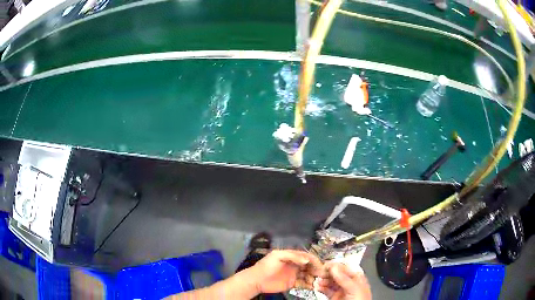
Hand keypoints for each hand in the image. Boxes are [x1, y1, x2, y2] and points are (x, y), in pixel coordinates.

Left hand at [244, 250, 323, 293]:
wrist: (256, 280)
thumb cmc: (266, 266)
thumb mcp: (277, 256)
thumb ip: (292, 256)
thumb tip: (306, 260)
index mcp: (291, 257)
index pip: (306, 257)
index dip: (314, 260)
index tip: (321, 266)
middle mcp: (295, 265)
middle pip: (309, 266)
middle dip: (316, 269)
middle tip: (322, 275)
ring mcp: (294, 274)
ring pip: (308, 275)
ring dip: (314, 277)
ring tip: (319, 281)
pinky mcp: (292, 283)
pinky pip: (303, 284)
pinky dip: (309, 285)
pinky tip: (313, 286)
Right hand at [315, 262, 370, 299]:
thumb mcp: (354, 289)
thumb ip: (345, 279)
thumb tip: (335, 268)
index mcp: (357, 279)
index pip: (345, 268)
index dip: (335, 266)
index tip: (325, 265)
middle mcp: (349, 284)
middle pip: (335, 275)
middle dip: (326, 273)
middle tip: (319, 273)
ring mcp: (341, 291)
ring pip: (329, 282)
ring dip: (322, 281)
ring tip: (317, 281)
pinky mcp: (334, 298)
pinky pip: (326, 291)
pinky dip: (320, 288)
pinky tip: (317, 287)